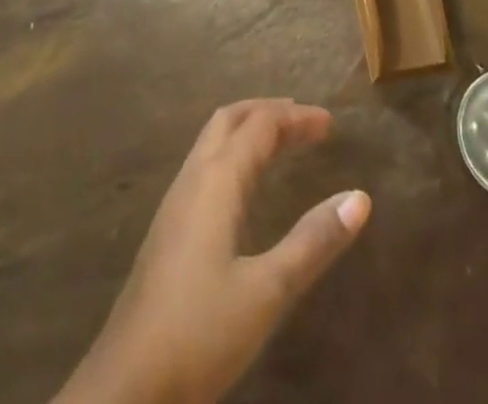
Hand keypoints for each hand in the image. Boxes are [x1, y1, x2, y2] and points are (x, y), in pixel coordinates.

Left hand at [55, 100, 370, 403]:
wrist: (127, 382)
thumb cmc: (200, 331)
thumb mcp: (267, 291)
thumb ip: (313, 242)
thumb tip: (360, 197)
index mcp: (216, 180)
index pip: (260, 126)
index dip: (296, 118)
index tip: (330, 123)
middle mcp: (193, 178)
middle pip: (230, 120)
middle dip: (268, 112)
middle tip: (306, 122)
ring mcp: (176, 202)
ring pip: (213, 141)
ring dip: (248, 130)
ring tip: (282, 141)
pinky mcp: (169, 227)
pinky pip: (205, 165)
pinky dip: (234, 153)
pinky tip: (244, 185)